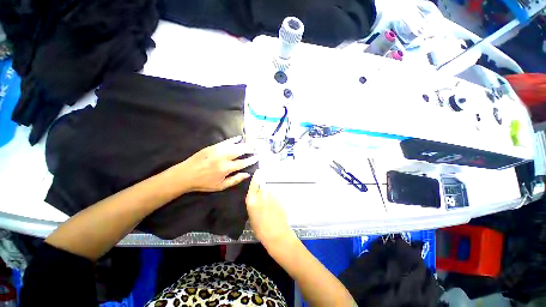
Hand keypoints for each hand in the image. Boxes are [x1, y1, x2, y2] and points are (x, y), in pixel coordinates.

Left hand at [177, 136, 257, 192]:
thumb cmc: (204, 183)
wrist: (186, 175)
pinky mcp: (213, 146)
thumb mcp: (220, 186)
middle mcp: (224, 158)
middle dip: (249, 149)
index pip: (243, 163)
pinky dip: (233, 139)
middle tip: (255, 148)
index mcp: (226, 168)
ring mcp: (218, 150)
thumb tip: (247, 174)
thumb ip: (235, 180)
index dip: (251, 159)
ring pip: (234, 145)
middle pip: (240, 151)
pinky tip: (239, 138)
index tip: (257, 157)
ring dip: (243, 144)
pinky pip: (226, 141)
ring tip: (250, 144)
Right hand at [246, 171, 293, 245]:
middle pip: (262, 189)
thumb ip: (253, 204)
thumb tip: (256, 198)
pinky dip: (275, 200)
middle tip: (265, 204)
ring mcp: (272, 196)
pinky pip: (276, 196)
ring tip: (271, 208)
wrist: (276, 234)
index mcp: (252, 200)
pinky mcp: (280, 198)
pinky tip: (276, 209)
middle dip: (263, 194)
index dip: (256, 178)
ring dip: (270, 197)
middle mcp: (262, 195)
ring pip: (270, 192)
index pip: (253, 184)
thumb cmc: (260, 229)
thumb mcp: (252, 216)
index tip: (258, 172)